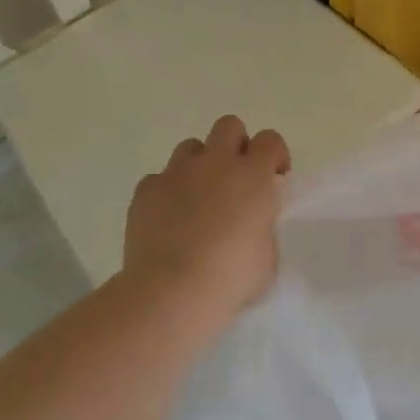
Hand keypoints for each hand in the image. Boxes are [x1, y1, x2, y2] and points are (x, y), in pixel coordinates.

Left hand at [123, 116, 290, 318]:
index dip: (274, 154)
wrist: (171, 293)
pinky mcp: (146, 190)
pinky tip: (168, 218)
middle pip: (228, 126)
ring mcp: (177, 173)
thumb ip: (263, 225)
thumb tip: (253, 221)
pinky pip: (159, 179)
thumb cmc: (231, 278)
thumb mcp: (267, 255)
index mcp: (252, 175)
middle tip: (235, 177)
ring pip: (190, 147)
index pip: (270, 140)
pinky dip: (166, 192)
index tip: (274, 177)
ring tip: (198, 197)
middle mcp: (216, 163)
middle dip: (235, 144)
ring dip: (199, 165)